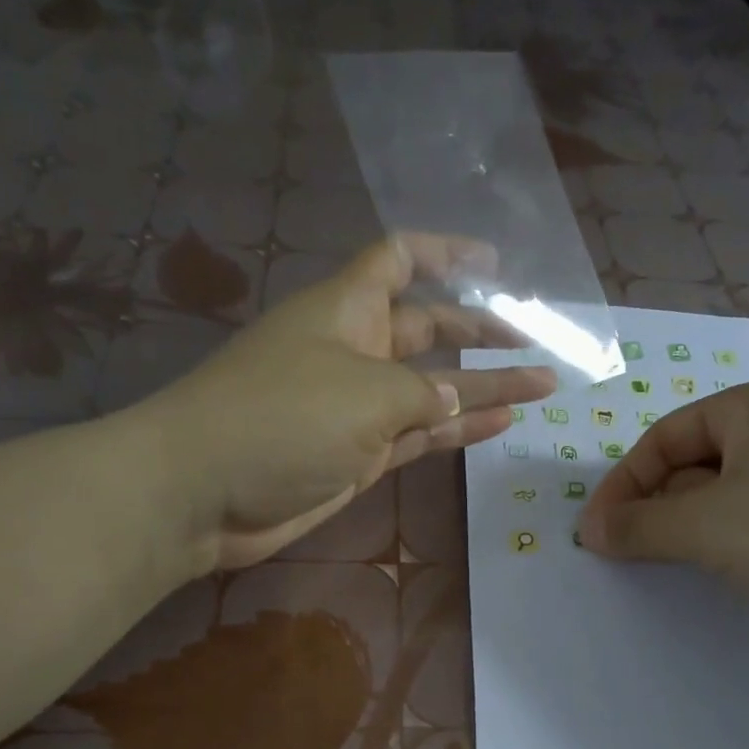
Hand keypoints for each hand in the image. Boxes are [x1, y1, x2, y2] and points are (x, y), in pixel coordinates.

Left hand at [148, 234, 555, 569]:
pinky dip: (457, 429)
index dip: (445, 254)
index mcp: (347, 308)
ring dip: (484, 387)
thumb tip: (450, 400)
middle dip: (480, 333)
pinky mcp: (359, 453)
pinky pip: (419, 433)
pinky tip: (501, 423)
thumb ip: (422, 393)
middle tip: (534, 342)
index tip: (495, 265)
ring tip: (542, 386)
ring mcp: (357, 405)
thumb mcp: (365, 392)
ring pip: (432, 388)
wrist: (205, 494)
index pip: (399, 260)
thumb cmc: (281, 418)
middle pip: (427, 328)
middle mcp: (354, 349)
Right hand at [578, 380, 748, 653]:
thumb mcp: (701, 526)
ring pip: (729, 496)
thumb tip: (591, 531)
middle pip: (696, 463)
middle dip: (657, 505)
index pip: (666, 435)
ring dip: (691, 527)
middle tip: (631, 548)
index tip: (596, 529)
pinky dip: (732, 543)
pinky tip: (730, 572)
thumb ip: (635, 525)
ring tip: (675, 562)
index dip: (623, 482)